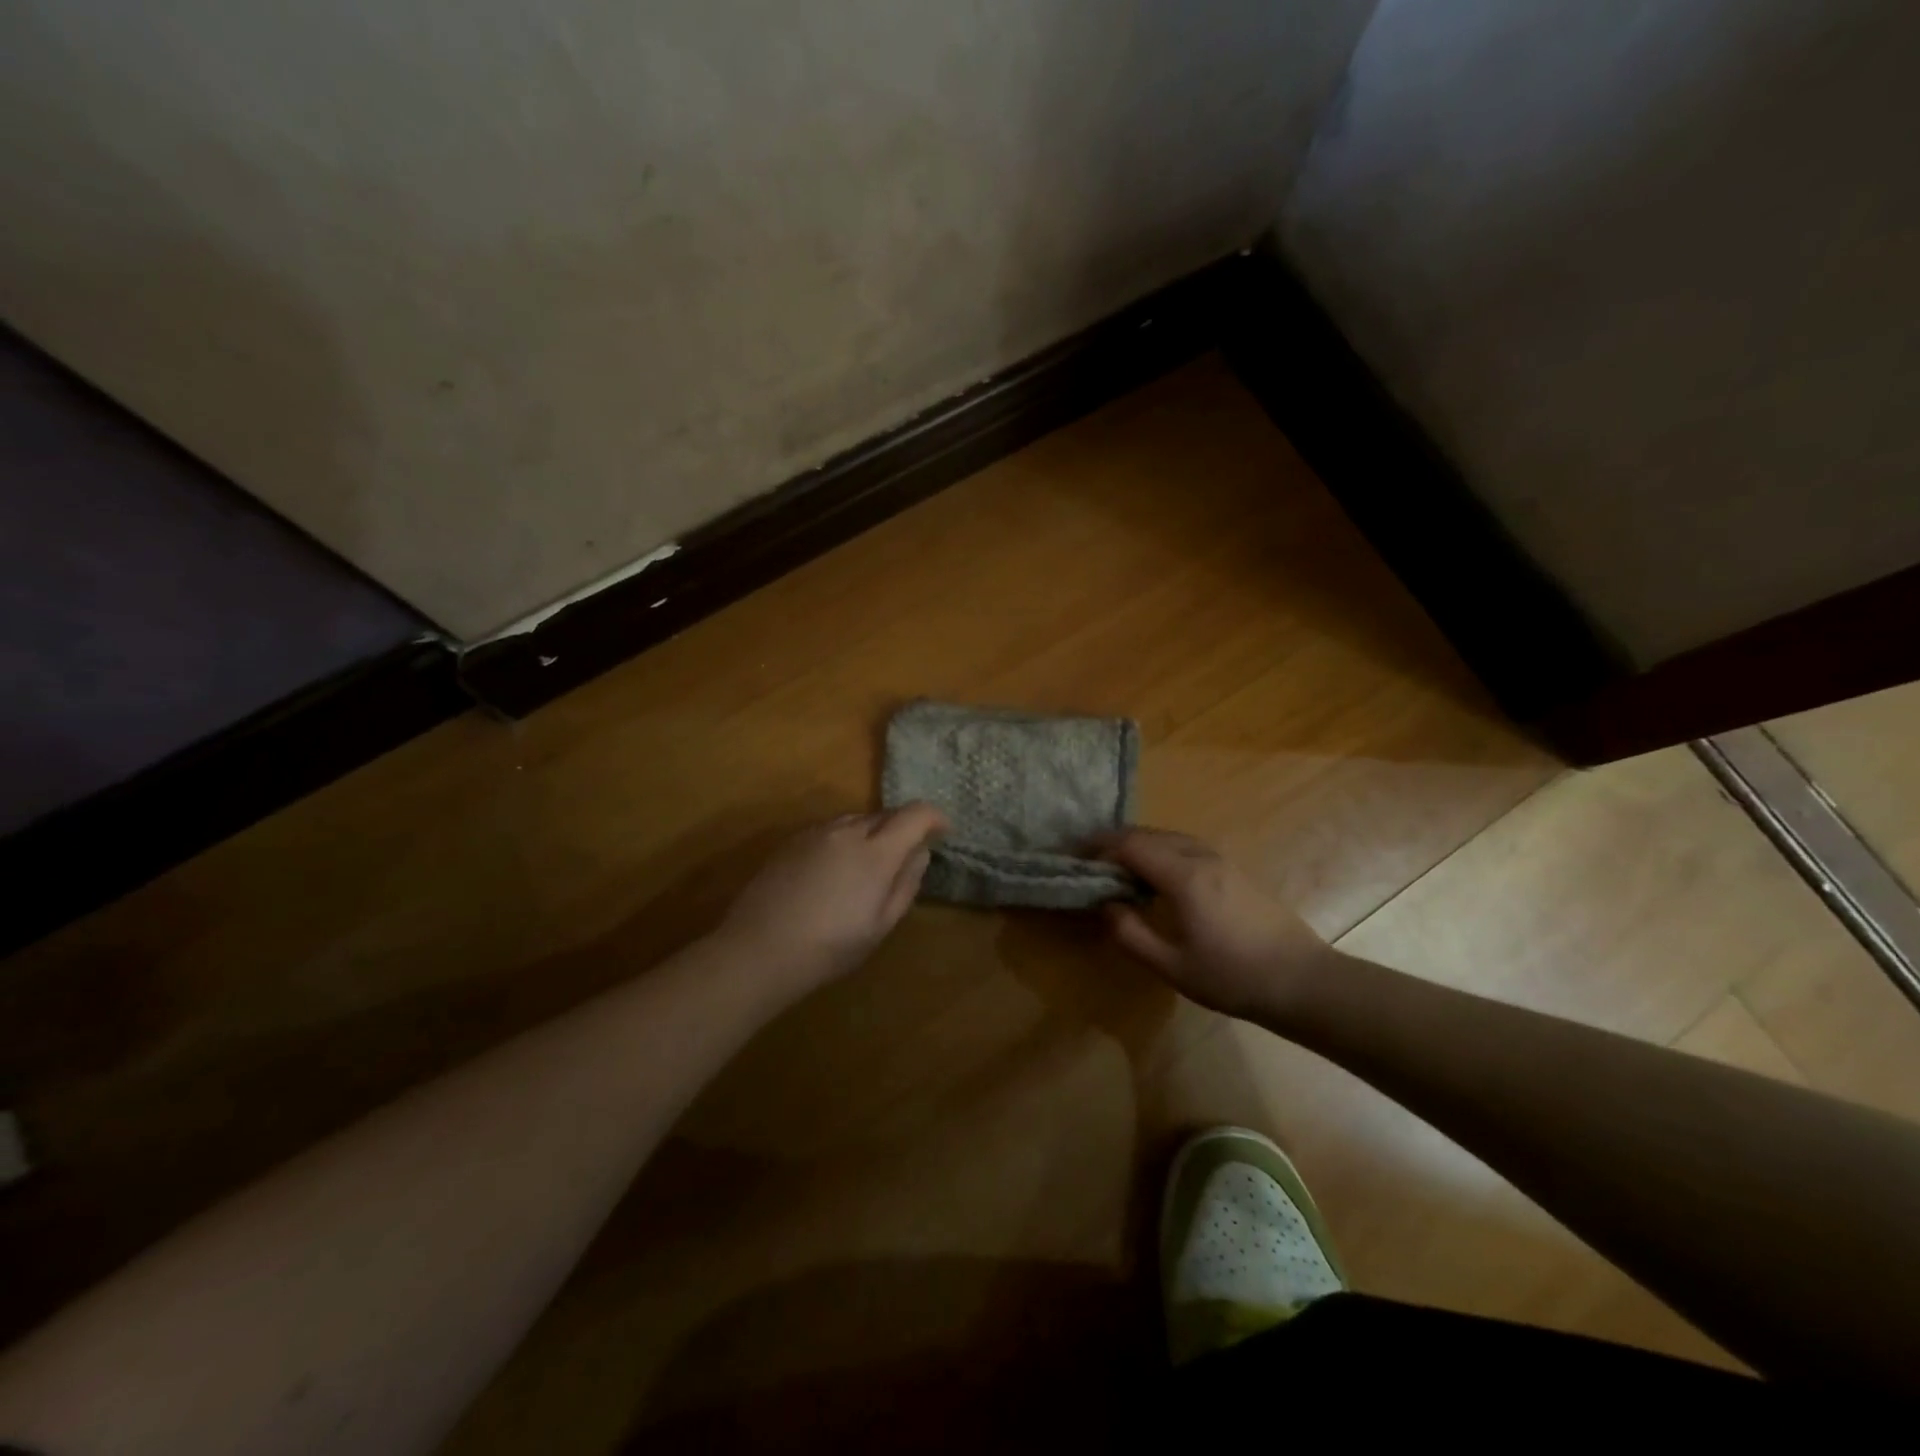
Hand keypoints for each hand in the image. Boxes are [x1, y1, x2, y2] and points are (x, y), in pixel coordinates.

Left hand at [717, 804, 948, 997]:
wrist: (759, 949)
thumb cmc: (830, 947)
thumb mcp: (880, 925)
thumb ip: (906, 883)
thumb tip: (920, 852)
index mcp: (876, 852)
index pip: (915, 814)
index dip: (935, 817)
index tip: (943, 832)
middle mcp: (848, 831)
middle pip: (885, 814)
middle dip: (903, 827)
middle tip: (906, 855)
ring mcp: (816, 832)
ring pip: (856, 819)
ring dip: (872, 832)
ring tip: (868, 864)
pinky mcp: (792, 840)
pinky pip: (830, 829)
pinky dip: (844, 839)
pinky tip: (834, 870)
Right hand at [1099, 828, 1338, 1020]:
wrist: (1303, 981)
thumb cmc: (1233, 977)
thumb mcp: (1172, 965)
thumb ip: (1130, 934)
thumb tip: (1105, 905)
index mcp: (1183, 876)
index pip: (1130, 845)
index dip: (1099, 847)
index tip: (1074, 857)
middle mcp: (1201, 856)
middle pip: (1149, 834)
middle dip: (1115, 842)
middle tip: (1090, 861)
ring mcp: (1222, 860)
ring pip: (1170, 837)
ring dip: (1140, 844)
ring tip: (1119, 866)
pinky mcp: (1236, 870)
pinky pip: (1188, 846)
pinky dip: (1162, 850)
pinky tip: (1159, 875)